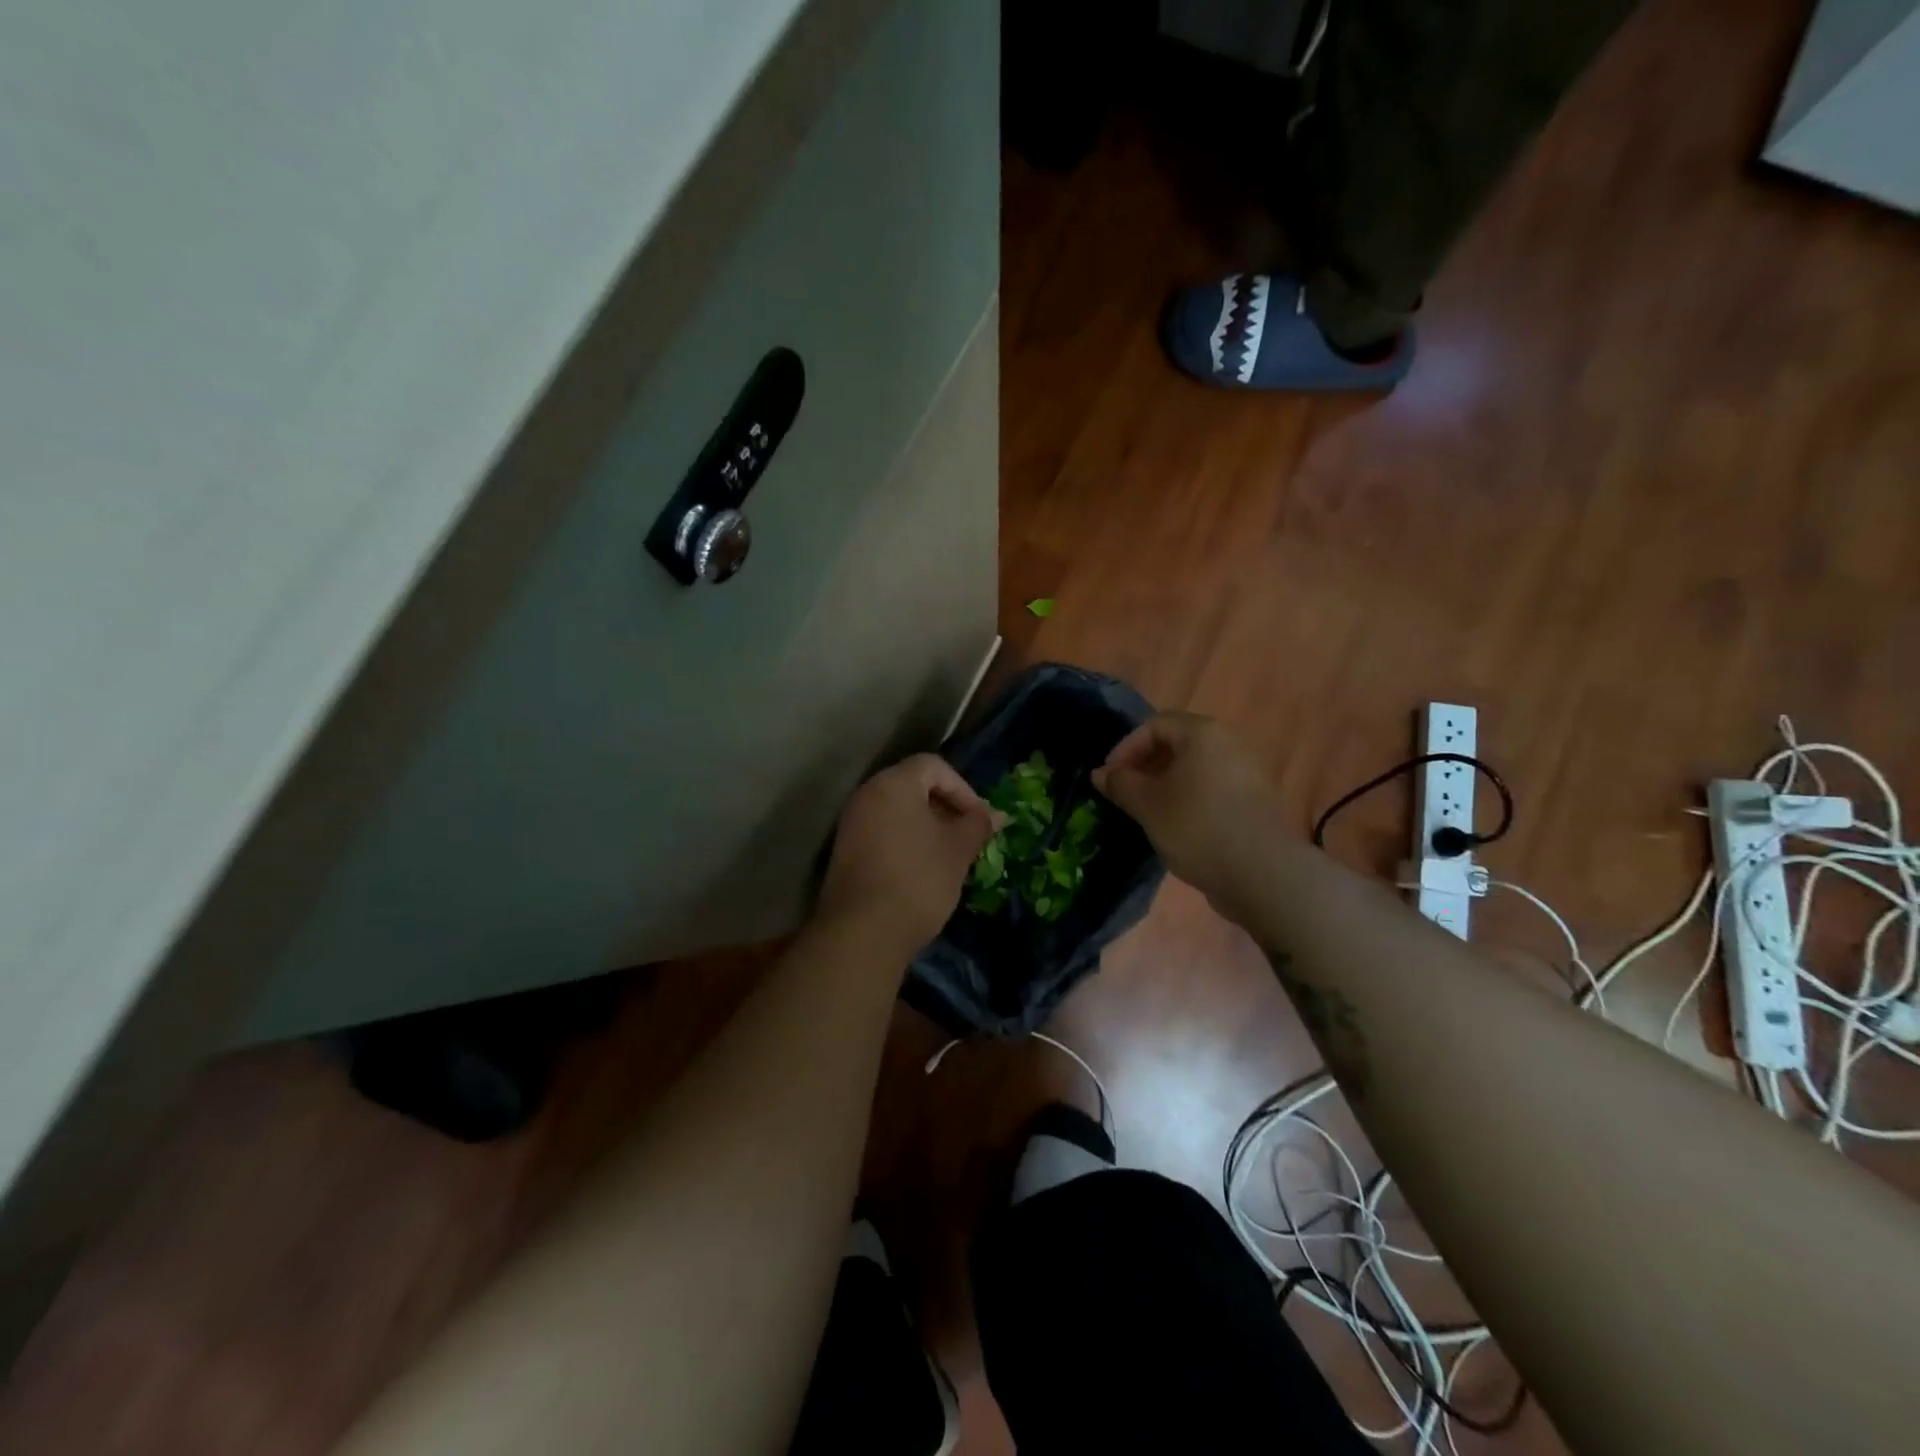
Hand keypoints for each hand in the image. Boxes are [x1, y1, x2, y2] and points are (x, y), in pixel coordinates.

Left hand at [818, 755, 998, 954]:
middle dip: (946, 808)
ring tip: (949, 858)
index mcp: (893, 784)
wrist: (863, 932)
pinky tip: (923, 872)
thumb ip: (978, 824)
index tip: (978, 820)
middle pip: (914, 786)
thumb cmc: (918, 879)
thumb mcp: (958, 850)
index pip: (933, 766)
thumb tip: (996, 814)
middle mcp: (867, 795)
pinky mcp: (846, 853)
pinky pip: (883, 833)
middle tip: (968, 838)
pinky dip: (907, 843)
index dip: (963, 789)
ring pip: (898, 813)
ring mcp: (852, 825)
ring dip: (928, 828)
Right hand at [1093, 712, 1286, 912]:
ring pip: (1194, 768)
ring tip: (1145, 811)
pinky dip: (1187, 798)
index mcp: (1203, 733)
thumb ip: (1121, 784)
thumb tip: (1100, 774)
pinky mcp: (1253, 800)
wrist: (1262, 873)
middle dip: (1144, 766)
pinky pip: (1211, 788)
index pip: (1154, 725)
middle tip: (1124, 794)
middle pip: (1176, 743)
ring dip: (1164, 784)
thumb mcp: (1148, 805)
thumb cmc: (1197, 827)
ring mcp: (1246, 772)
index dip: (1125, 748)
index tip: (1109, 778)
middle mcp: (1229, 743)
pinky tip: (1175, 826)